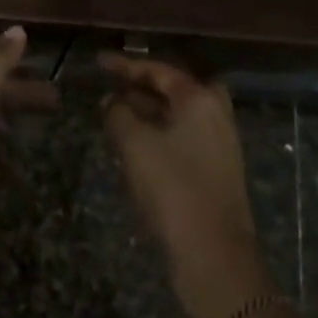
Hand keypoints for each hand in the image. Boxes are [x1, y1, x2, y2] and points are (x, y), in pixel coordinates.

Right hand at [100, 54, 276, 317]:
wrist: (215, 255)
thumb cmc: (174, 188)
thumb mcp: (135, 145)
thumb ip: (118, 114)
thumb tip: (111, 101)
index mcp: (200, 99)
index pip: (159, 70)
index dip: (126, 65)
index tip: (100, 62)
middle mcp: (214, 114)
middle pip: (174, 89)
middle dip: (141, 86)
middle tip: (113, 85)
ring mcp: (217, 144)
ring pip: (177, 115)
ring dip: (147, 111)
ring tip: (114, 112)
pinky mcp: (214, 172)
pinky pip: (180, 137)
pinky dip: (157, 133)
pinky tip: (133, 145)